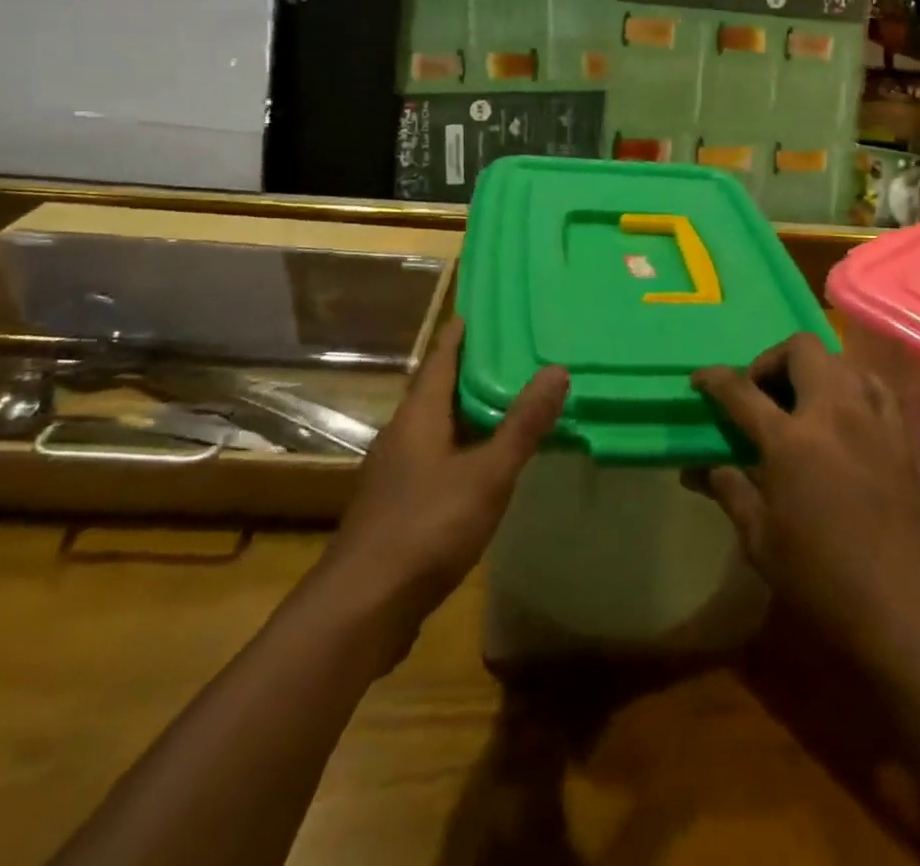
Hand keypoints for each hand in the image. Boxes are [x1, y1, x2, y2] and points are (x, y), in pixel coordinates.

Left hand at [319, 318, 567, 654]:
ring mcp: (394, 475)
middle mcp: (401, 436)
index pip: (441, 359)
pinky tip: (483, 465)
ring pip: (435, 429)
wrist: (362, 609)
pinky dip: (461, 449)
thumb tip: (557, 369)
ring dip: (466, 413)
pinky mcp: (395, 508)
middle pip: (437, 391)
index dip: (459, 335)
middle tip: (511, 354)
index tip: (479, 310)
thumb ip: (523, 424)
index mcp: (418, 417)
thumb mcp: (487, 473)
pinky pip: (434, 460)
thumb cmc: (427, 527)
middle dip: (469, 372)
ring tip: (505, 403)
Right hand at [693, 332, 919, 663]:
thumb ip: (728, 489)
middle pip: (801, 349)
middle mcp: (832, 414)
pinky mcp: (900, 436)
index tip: (700, 380)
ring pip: (840, 360)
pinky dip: (854, 384)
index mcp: (790, 441)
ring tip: (800, 402)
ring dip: (812, 370)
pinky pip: (877, 386)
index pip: (741, 390)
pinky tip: (845, 410)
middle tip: (759, 392)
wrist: (895, 607)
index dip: (714, 379)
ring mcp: (872, 420)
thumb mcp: (759, 538)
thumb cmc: (817, 576)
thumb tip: (698, 468)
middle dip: (771, 359)